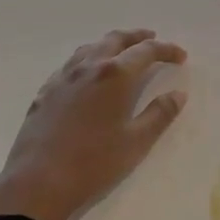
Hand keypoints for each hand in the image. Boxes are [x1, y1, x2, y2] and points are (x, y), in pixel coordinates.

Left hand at [0, 30, 188, 219]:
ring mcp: (63, 78)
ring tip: (122, 53)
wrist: (38, 182)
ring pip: (90, 48)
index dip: (166, 50)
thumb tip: (178, 94)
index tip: (180, 56)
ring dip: (110, 45)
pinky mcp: (45, 92)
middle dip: (137, 37)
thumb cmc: (94, 163)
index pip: (146, 51)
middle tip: (152, 39)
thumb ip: (160, 114)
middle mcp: (88, 67)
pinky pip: (70, 65)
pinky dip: (88, 60)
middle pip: (115, 40)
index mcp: (115, 75)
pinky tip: (88, 77)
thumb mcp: (136, 142)